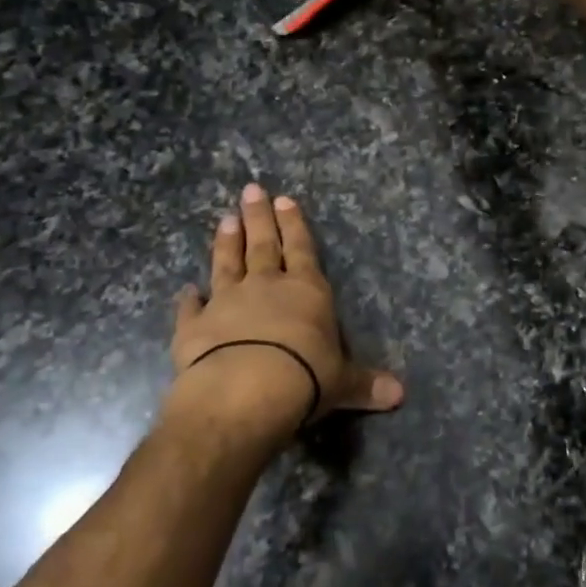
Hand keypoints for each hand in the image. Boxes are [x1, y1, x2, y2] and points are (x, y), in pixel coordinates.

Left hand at [168, 184, 402, 450]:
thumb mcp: (343, 383)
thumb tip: (400, 395)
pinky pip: (190, 308)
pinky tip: (185, 290)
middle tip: (250, 191)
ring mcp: (225, 302)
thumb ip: (366, 384)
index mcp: (305, 291)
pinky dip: (188, 299)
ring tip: (224, 220)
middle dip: (258, 217)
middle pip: (262, 245)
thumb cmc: (304, 377)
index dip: (294, 225)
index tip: (284, 199)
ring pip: (226, 264)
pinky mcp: (194, 326)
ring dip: (225, 243)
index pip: (301, 249)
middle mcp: (264, 287)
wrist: (244, 391)